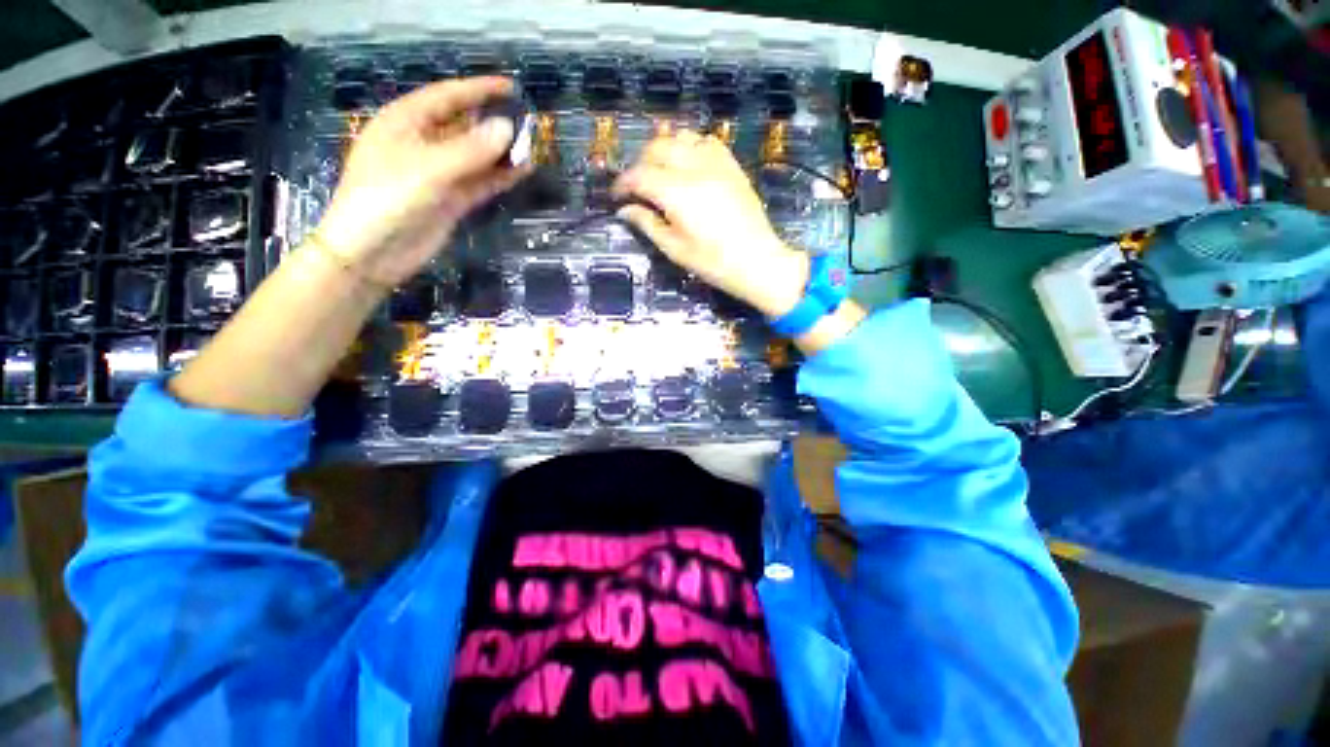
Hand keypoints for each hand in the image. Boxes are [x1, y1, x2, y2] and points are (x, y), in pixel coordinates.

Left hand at [314, 77, 528, 286]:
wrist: (372, 252)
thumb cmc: (387, 199)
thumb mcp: (428, 169)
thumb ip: (470, 150)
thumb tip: (508, 128)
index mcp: (405, 122)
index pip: (447, 97)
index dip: (479, 90)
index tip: (511, 87)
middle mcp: (423, 144)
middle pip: (464, 126)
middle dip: (494, 123)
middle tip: (528, 122)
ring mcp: (439, 174)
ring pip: (476, 156)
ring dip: (501, 153)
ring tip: (531, 147)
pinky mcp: (451, 200)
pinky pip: (480, 182)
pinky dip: (500, 177)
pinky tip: (521, 171)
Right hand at [613, 130, 807, 316]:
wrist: (757, 261)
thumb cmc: (713, 262)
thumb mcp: (675, 249)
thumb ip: (647, 224)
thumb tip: (625, 210)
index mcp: (676, 193)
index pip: (639, 175)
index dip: (622, 184)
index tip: (616, 197)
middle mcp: (694, 168)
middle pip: (657, 148)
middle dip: (640, 164)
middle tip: (636, 187)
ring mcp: (716, 163)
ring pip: (680, 137)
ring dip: (663, 150)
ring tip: (660, 172)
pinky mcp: (731, 165)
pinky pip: (705, 141)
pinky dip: (689, 147)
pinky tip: (688, 164)